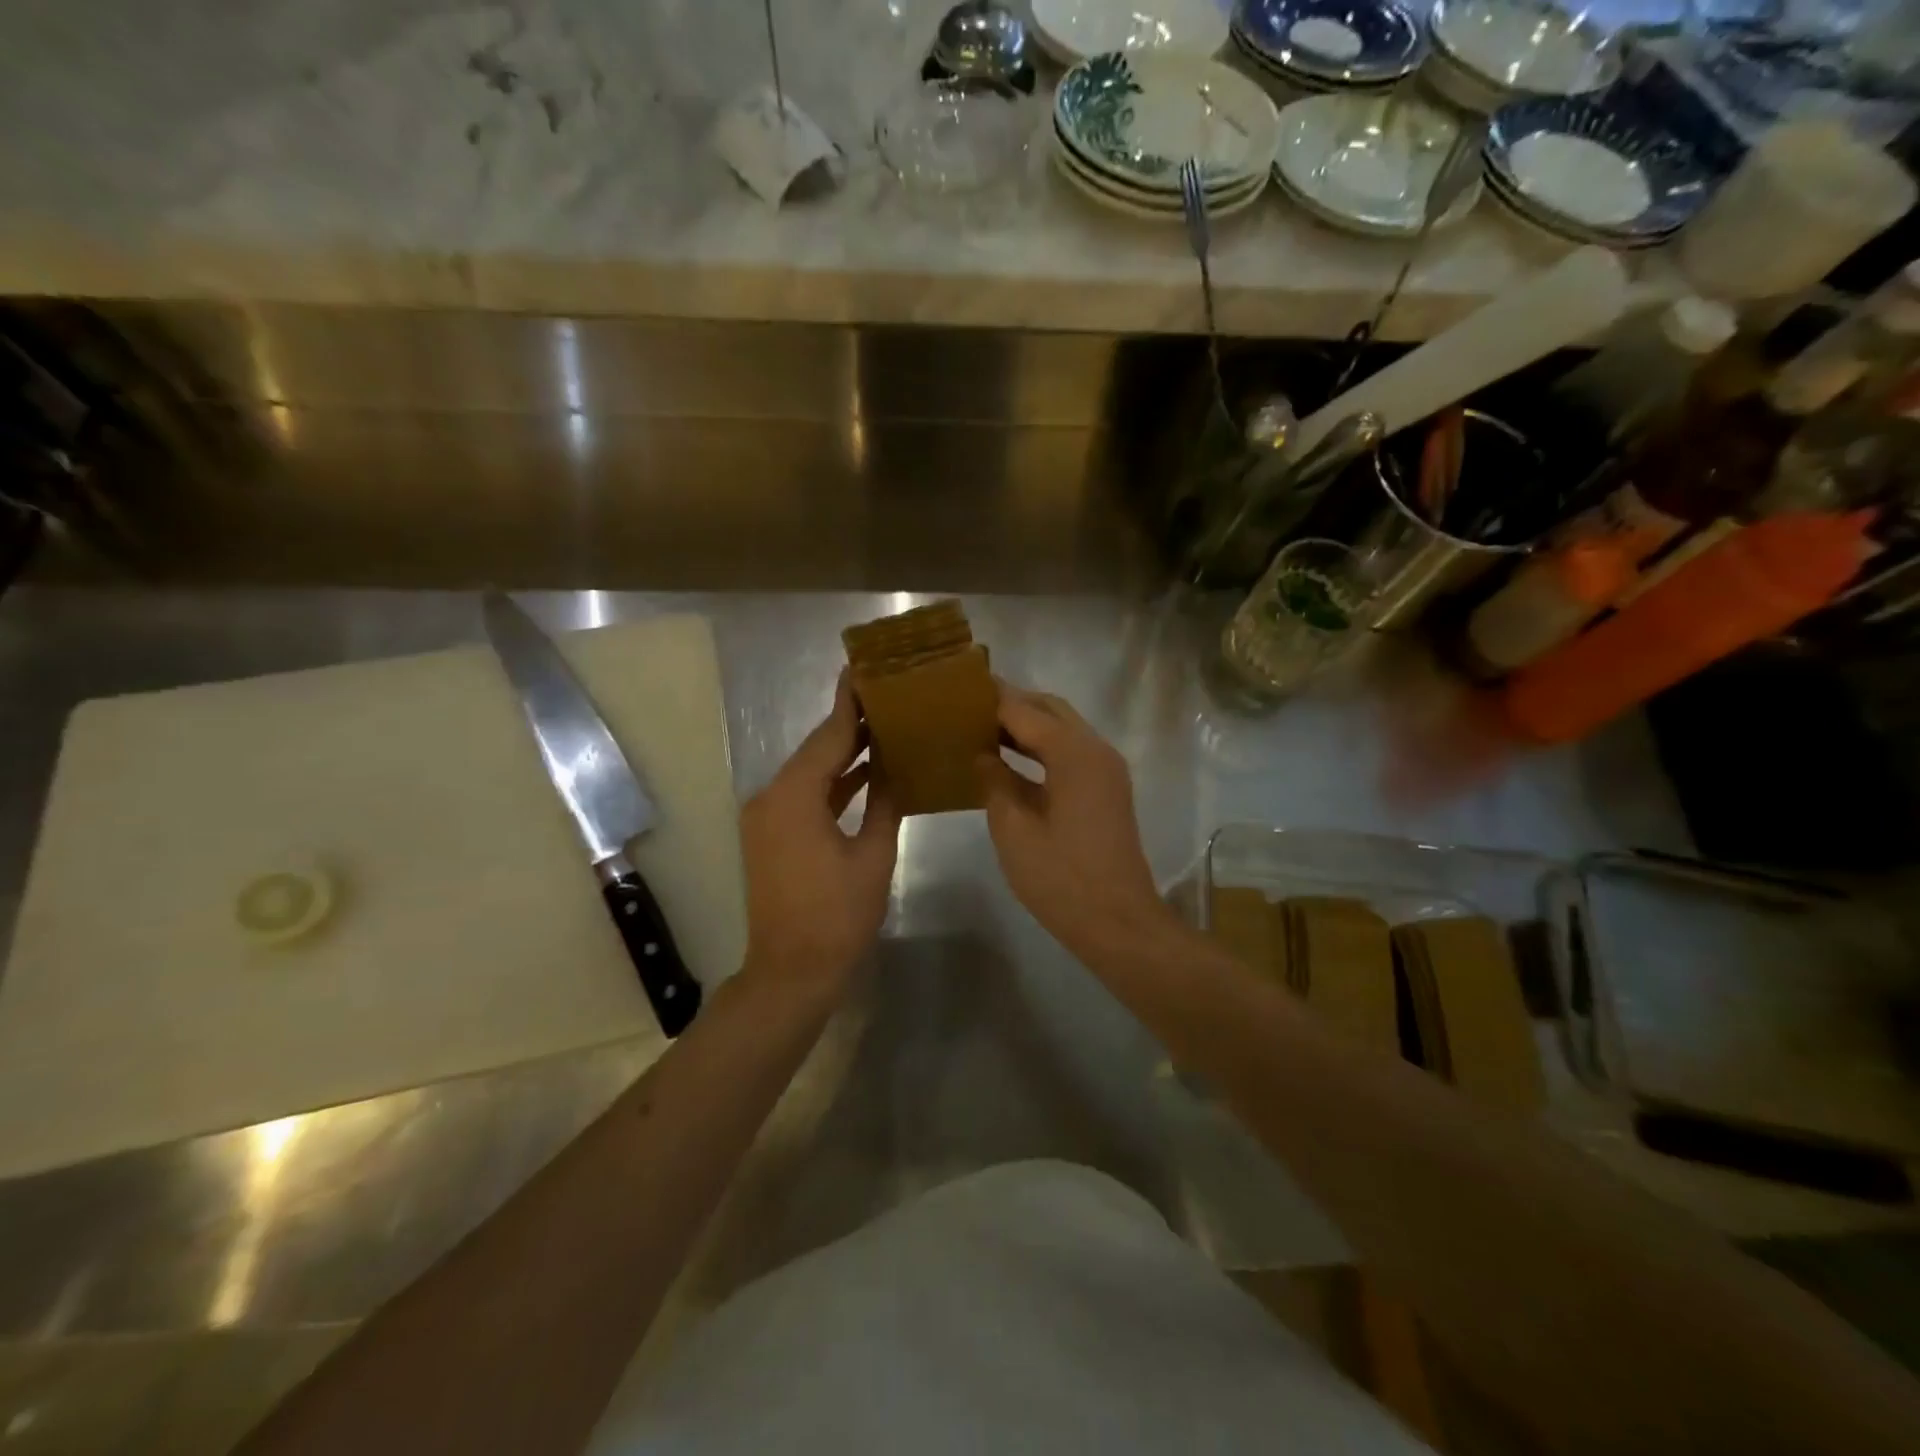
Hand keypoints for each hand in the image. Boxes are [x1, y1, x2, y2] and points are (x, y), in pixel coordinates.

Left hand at [739, 674, 900, 998]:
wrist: (791, 972)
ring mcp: (767, 817)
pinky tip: (863, 771)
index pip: (828, 737)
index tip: (865, 670)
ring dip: (842, 754)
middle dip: (850, 724)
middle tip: (886, 694)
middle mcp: (771, 796)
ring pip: (810, 773)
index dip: (850, 704)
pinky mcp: (771, 834)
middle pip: (816, 750)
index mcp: (794, 796)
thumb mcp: (872, 856)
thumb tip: (896, 767)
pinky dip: (831, 783)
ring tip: (882, 725)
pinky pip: (804, 795)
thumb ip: (884, 803)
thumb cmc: (837, 916)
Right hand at [975, 683, 1172, 960]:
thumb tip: (982, 755)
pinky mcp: (1105, 790)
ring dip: (1026, 724)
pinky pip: (1069, 752)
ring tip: (980, 726)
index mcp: (1074, 754)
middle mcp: (1096, 750)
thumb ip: (995, 782)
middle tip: (968, 705)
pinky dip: (1040, 747)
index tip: (957, 688)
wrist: (1117, 922)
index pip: (1025, 710)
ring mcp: (1105, 770)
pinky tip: (1008, 758)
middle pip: (1049, 710)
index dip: (991, 698)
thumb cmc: (1061, 878)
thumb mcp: (1014, 829)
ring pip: (1062, 729)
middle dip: (1011, 703)